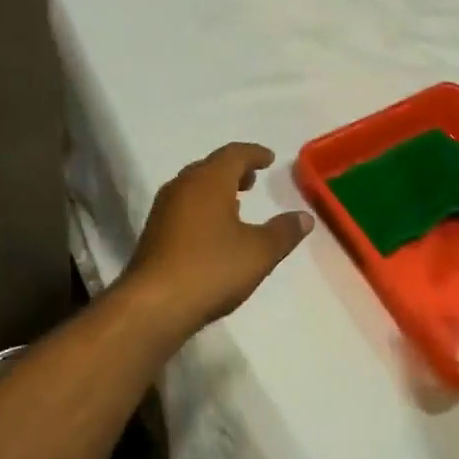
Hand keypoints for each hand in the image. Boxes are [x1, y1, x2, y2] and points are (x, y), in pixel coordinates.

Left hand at [124, 143, 313, 337]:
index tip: (269, 159)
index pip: (234, 154)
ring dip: (216, 189)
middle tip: (253, 179)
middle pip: (211, 166)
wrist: (154, 304)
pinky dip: (202, 207)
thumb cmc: (211, 268)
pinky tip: (212, 230)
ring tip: (235, 204)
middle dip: (234, 170)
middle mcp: (183, 185)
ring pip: (194, 186)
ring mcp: (164, 208)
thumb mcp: (259, 252)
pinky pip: (183, 206)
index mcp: (209, 180)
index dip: (254, 154)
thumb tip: (305, 217)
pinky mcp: (154, 232)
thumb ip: (284, 232)